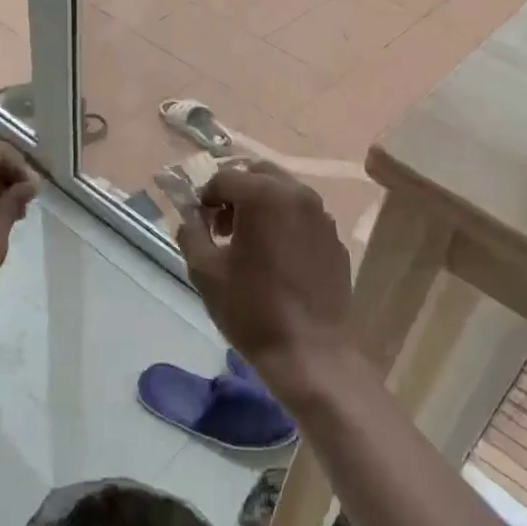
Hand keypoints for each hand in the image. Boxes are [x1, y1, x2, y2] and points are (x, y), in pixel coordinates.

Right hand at [175, 162, 352, 404]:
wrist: (309, 350)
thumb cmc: (251, 308)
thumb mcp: (205, 271)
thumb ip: (191, 232)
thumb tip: (191, 217)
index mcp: (264, 195)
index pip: (224, 177)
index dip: (206, 198)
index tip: (200, 225)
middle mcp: (298, 194)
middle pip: (258, 175)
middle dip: (236, 194)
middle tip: (223, 229)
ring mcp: (322, 216)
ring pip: (284, 193)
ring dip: (261, 206)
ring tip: (249, 245)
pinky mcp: (335, 239)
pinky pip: (304, 217)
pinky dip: (285, 225)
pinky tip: (278, 261)